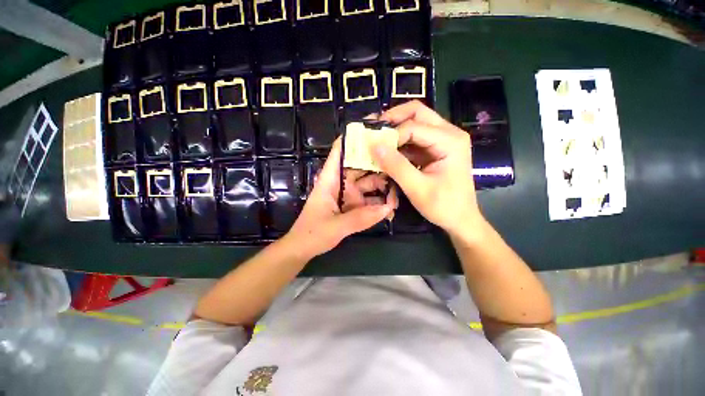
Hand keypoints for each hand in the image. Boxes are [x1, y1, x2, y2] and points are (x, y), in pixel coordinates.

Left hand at [284, 139, 396, 258]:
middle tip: (399, 162)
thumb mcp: (335, 226)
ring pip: (368, 184)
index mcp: (330, 180)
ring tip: (398, 193)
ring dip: (383, 187)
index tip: (373, 128)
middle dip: (378, 163)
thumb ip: (360, 219)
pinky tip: (390, 209)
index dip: (353, 138)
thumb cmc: (312, 233)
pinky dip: (379, 204)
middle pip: (361, 165)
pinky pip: (369, 200)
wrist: (303, 249)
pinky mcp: (353, 206)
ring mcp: (348, 194)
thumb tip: (387, 209)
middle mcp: (341, 183)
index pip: (339, 151)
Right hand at [371, 100, 482, 237]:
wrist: (460, 219)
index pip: (414, 126)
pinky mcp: (435, 149)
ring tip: (376, 140)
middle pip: (417, 113)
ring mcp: (442, 140)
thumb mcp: (417, 188)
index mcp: (450, 141)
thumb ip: (396, 166)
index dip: (391, 135)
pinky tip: (387, 152)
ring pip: (415, 123)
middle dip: (393, 119)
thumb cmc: (443, 206)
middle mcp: (449, 133)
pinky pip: (414, 138)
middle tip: (373, 129)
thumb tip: (374, 146)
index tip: (373, 148)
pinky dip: (399, 143)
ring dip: (394, 130)